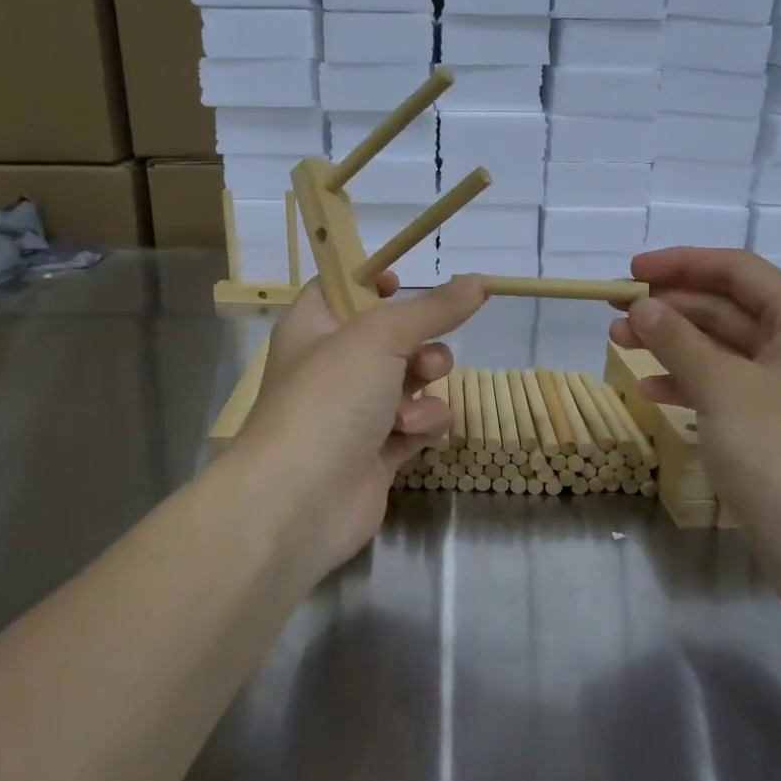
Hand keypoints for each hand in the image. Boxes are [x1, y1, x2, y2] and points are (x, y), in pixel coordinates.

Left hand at [235, 273, 486, 574]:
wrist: (301, 500)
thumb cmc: (329, 398)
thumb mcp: (380, 336)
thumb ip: (433, 308)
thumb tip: (478, 281)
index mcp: (313, 328)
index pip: (339, 289)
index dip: (369, 282)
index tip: (402, 282)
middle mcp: (331, 367)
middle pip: (389, 338)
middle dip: (419, 345)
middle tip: (423, 358)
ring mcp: (353, 413)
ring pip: (410, 381)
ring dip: (423, 388)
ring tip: (412, 406)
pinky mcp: (376, 452)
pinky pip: (415, 424)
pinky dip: (421, 426)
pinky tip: (411, 435)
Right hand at [610, 248, 780, 614]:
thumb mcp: (724, 387)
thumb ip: (678, 340)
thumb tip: (642, 307)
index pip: (736, 271)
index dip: (680, 264)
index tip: (630, 272)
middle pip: (726, 307)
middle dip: (669, 307)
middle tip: (614, 312)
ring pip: (721, 348)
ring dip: (671, 343)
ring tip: (618, 343)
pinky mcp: (776, 426)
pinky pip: (725, 387)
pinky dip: (688, 383)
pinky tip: (649, 389)